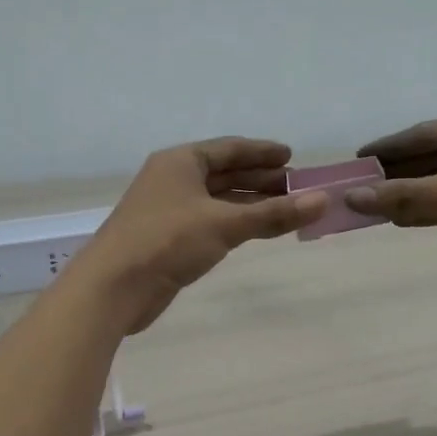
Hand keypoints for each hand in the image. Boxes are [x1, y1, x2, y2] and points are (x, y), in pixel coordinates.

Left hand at [77, 137, 326, 332]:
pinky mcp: (169, 240)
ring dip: (250, 202)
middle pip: (224, 173)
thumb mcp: (224, 224)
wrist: (114, 287)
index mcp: (181, 162)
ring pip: (218, 200)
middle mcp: (173, 180)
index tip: (292, 157)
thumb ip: (273, 214)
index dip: (262, 152)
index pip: (229, 148)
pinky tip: (255, 230)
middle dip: (260, 179)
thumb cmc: (167, 241)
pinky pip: (210, 222)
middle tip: (297, 187)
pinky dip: (235, 223)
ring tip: (285, 208)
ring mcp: (169, 210)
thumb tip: (322, 200)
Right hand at [345, 109, 436, 276]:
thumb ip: (411, 195)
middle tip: (358, 187)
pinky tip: (403, 220)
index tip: (357, 159)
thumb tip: (354, 197)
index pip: (425, 133)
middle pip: (431, 157)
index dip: (389, 146)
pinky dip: (429, 212)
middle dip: (396, 173)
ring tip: (372, 207)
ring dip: (410, 195)